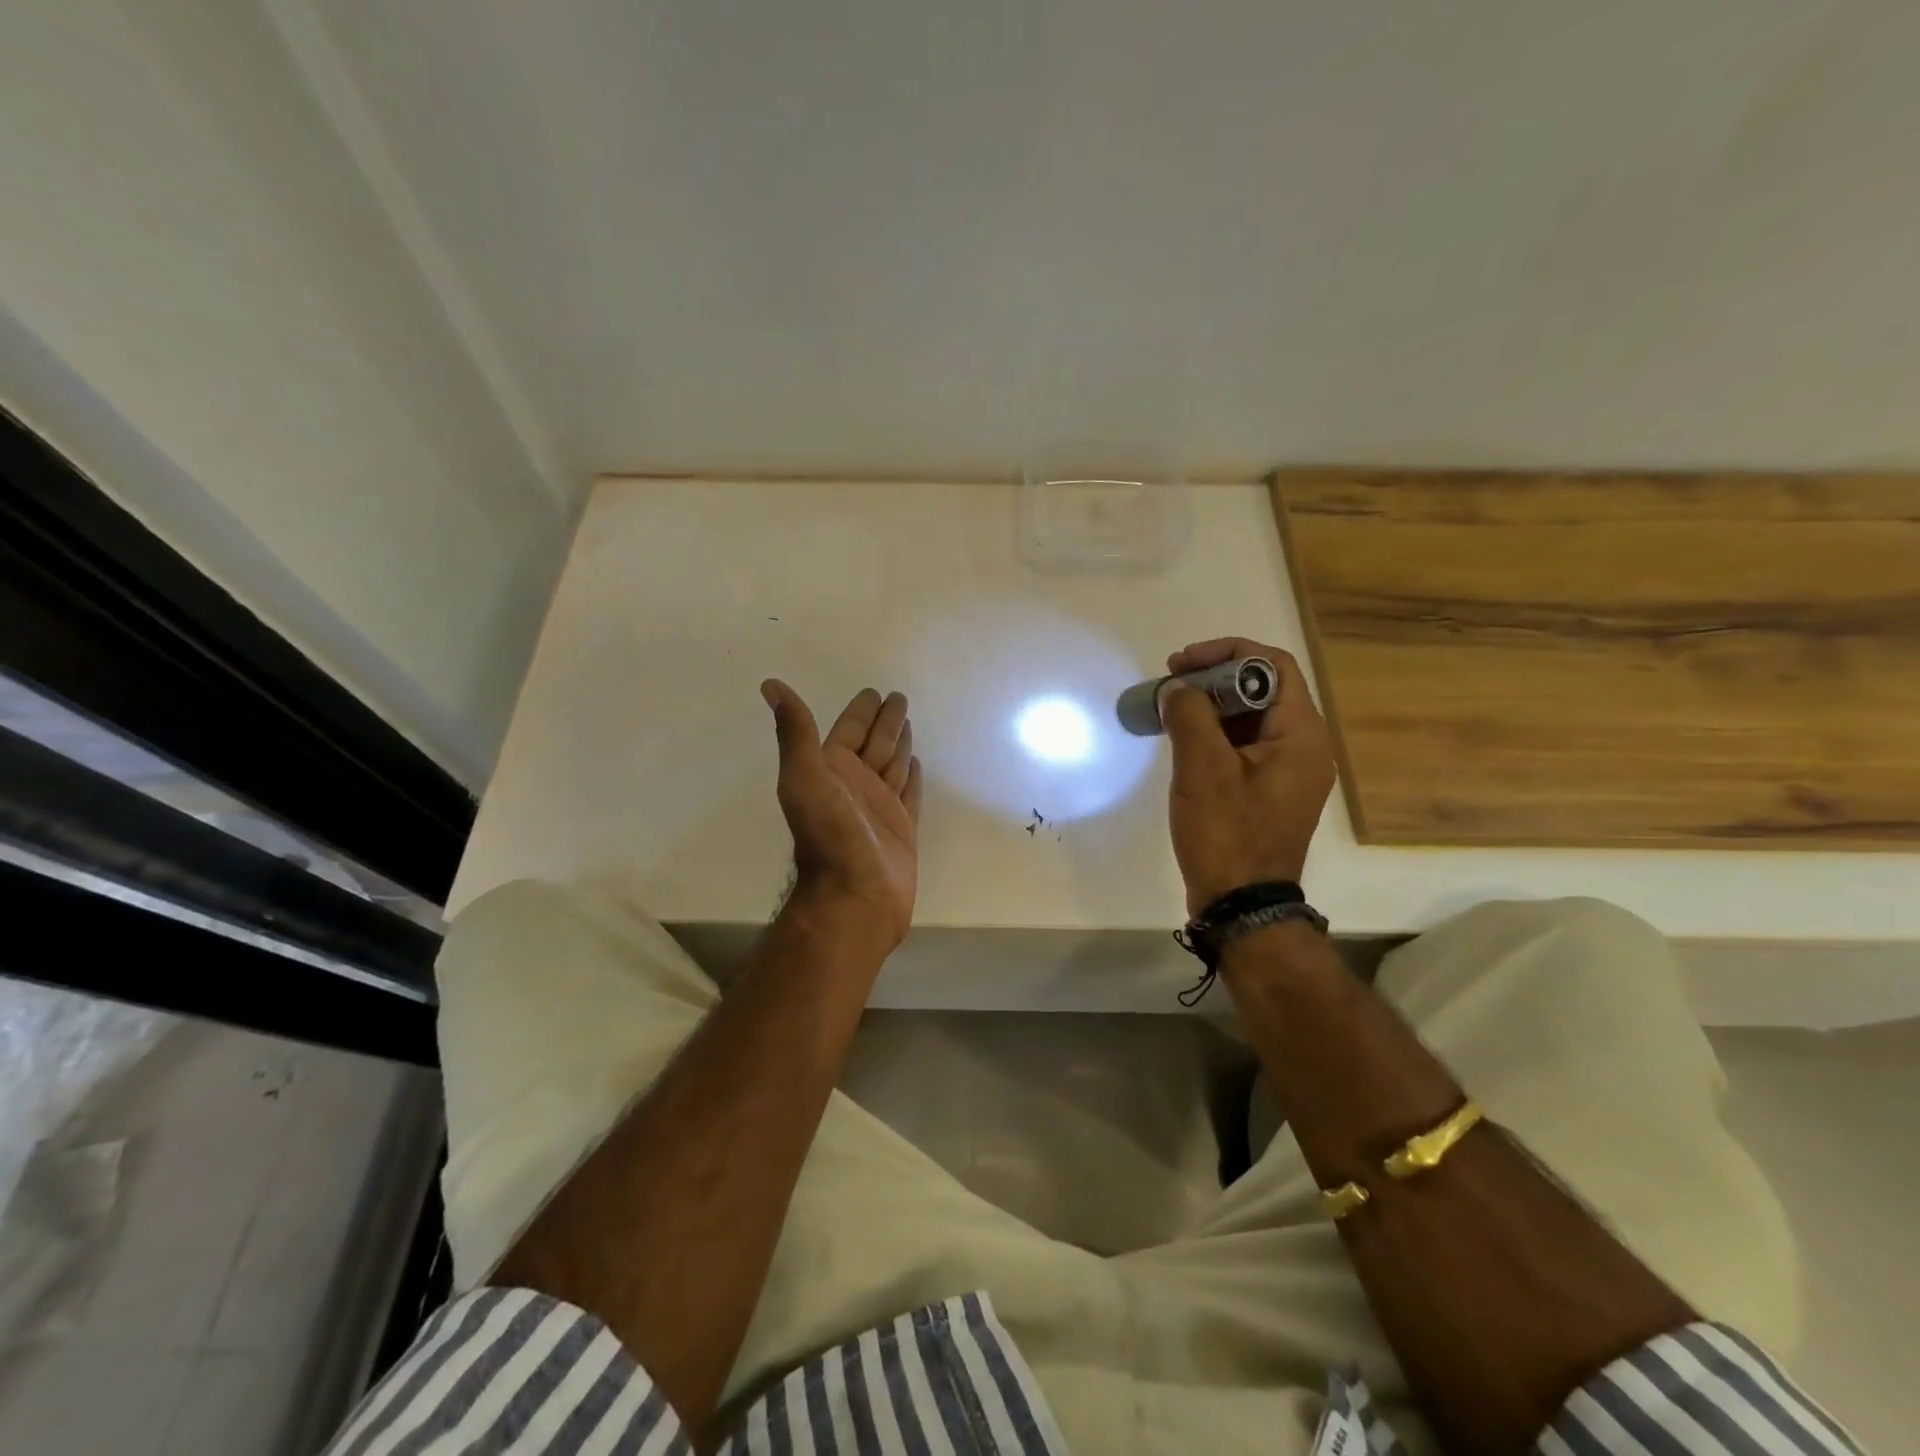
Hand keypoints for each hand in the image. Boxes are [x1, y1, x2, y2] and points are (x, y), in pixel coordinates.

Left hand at [761, 680, 921, 947]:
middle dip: (885, 721)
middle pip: (874, 743)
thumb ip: (795, 731)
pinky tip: (917, 763)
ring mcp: (879, 807)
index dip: (860, 711)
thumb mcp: (804, 776)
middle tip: (899, 697)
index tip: (874, 692)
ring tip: (908, 723)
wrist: (855, 895)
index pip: (849, 730)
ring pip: (892, 764)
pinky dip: (912, 777)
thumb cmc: (829, 834)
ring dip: (899, 743)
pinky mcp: (901, 827)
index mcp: (831, 770)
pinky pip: (909, 793)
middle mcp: (854, 785)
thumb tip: (769, 684)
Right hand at [1161, 638, 1335, 915]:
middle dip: (1214, 678)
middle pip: (1263, 689)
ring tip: (1170, 709)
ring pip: (1252, 718)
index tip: (1183, 664)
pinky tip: (1183, 740)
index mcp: (1301, 735)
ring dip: (1211, 706)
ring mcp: (1288, 771)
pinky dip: (1216, 734)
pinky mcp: (1270, 791)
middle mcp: (1304, 747)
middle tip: (1170, 685)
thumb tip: (1178, 688)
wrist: (1242, 905)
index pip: (1274, 666)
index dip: (1227, 653)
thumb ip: (1190, 716)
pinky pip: (1246, 746)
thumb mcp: (1203, 770)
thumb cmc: (1227, 834)